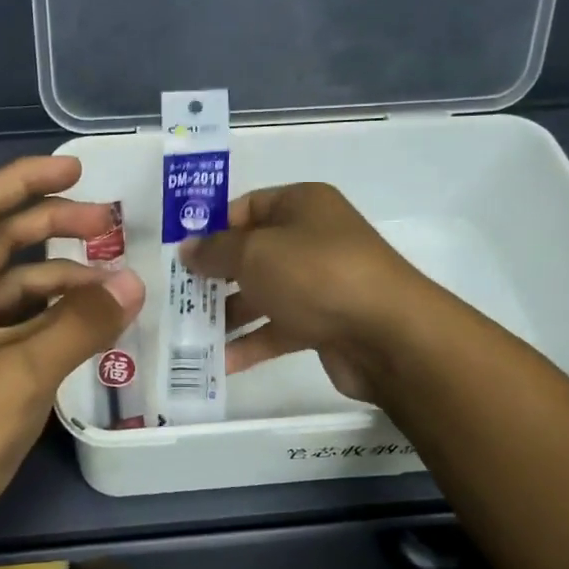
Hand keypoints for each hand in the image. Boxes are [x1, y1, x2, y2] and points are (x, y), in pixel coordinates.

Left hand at [0, 156, 144, 568]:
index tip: (77, 169)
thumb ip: (81, 323)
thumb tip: (134, 283)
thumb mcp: (21, 371)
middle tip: (108, 225)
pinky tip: (89, 325)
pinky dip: (51, 319)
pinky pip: (16, 326)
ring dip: (59, 281)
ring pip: (12, 288)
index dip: (27, 180)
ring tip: (113, 285)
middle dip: (52, 227)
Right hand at [181, 183, 434, 404]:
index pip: (246, 207)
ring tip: (192, 334)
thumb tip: (188, 249)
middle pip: (252, 253)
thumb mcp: (254, 253)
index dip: (212, 228)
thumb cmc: (314, 274)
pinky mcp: (325, 323)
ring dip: (228, 313)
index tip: (181, 255)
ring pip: (263, 293)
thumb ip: (214, 250)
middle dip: (215, 275)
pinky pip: (279, 328)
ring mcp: (320, 282)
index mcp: (301, 205)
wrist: (387, 334)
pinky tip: (221, 363)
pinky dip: (252, 342)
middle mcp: (312, 239)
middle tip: (180, 297)